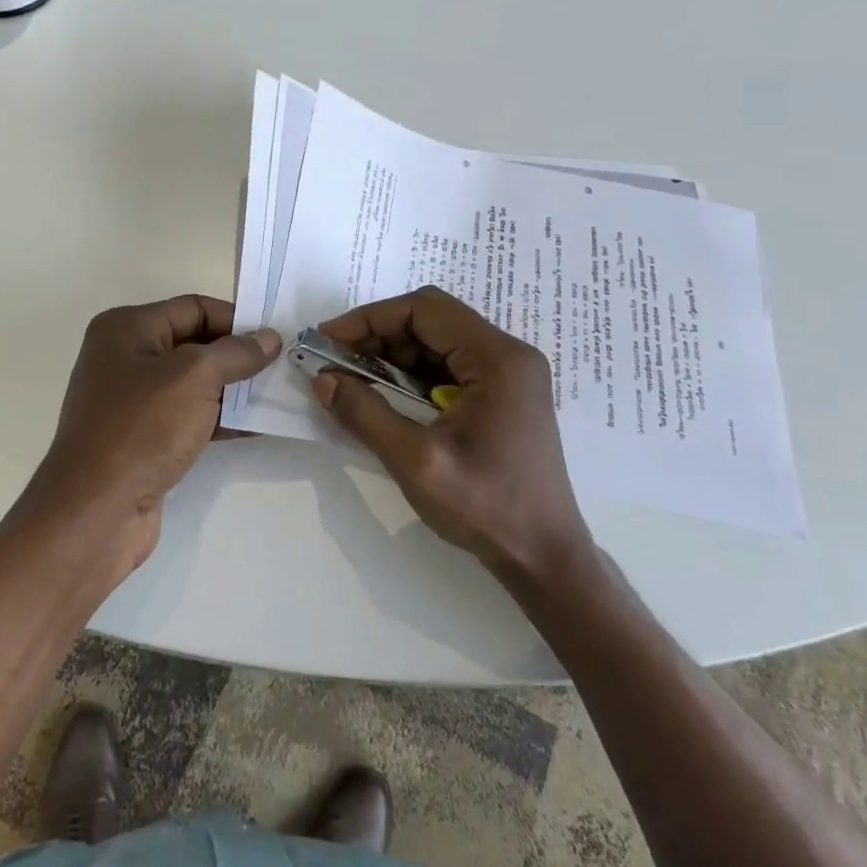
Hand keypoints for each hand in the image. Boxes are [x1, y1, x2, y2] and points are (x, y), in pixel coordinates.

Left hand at [18, 295, 280, 584]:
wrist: (96, 511)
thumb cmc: (142, 428)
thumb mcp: (194, 377)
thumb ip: (236, 353)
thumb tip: (268, 337)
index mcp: (127, 328)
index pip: (193, 308)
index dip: (236, 319)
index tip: (276, 337)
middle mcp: (125, 357)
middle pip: (194, 344)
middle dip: (238, 355)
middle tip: (284, 366)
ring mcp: (133, 401)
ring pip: (194, 383)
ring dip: (235, 389)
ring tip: (280, 395)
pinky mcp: (144, 438)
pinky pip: (190, 416)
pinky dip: (221, 419)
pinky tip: (258, 426)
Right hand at [313, 286, 591, 579]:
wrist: (544, 556)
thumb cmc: (486, 507)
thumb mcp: (416, 461)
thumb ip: (365, 413)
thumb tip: (322, 378)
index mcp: (497, 359)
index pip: (424, 309)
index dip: (370, 318)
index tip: (329, 340)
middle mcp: (508, 354)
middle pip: (432, 320)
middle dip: (378, 335)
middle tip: (335, 361)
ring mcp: (508, 374)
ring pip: (438, 341)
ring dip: (393, 354)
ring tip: (353, 378)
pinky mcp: (503, 394)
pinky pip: (449, 366)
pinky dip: (412, 374)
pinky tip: (386, 395)